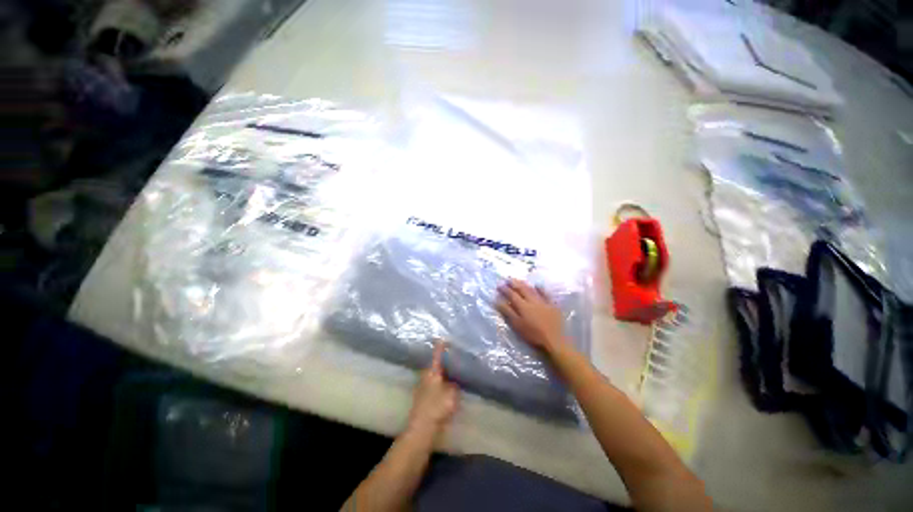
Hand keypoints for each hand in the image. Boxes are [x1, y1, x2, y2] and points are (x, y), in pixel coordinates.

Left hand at [406, 342, 459, 437]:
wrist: (422, 430)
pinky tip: (448, 388)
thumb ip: (454, 386)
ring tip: (453, 370)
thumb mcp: (451, 394)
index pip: (437, 355)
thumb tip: (454, 382)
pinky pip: (435, 385)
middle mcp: (426, 377)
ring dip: (442, 373)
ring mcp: (423, 388)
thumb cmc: (437, 408)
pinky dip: (441, 383)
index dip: (440, 346)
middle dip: (442, 360)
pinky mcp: (424, 398)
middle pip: (435, 365)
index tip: (442, 337)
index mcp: (432, 372)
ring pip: (435, 375)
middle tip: (453, 356)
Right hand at [496, 278, 564, 352]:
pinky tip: (538, 285)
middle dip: (514, 283)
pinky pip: (546, 293)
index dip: (505, 289)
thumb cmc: (533, 334)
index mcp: (522, 305)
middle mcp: (532, 300)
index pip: (512, 294)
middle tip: (508, 279)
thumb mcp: (517, 324)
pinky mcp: (552, 305)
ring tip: (519, 280)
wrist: (554, 340)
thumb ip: (507, 312)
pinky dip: (541, 288)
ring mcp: (543, 301)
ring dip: (524, 284)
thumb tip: (497, 301)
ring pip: (532, 289)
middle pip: (522, 289)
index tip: (499, 285)